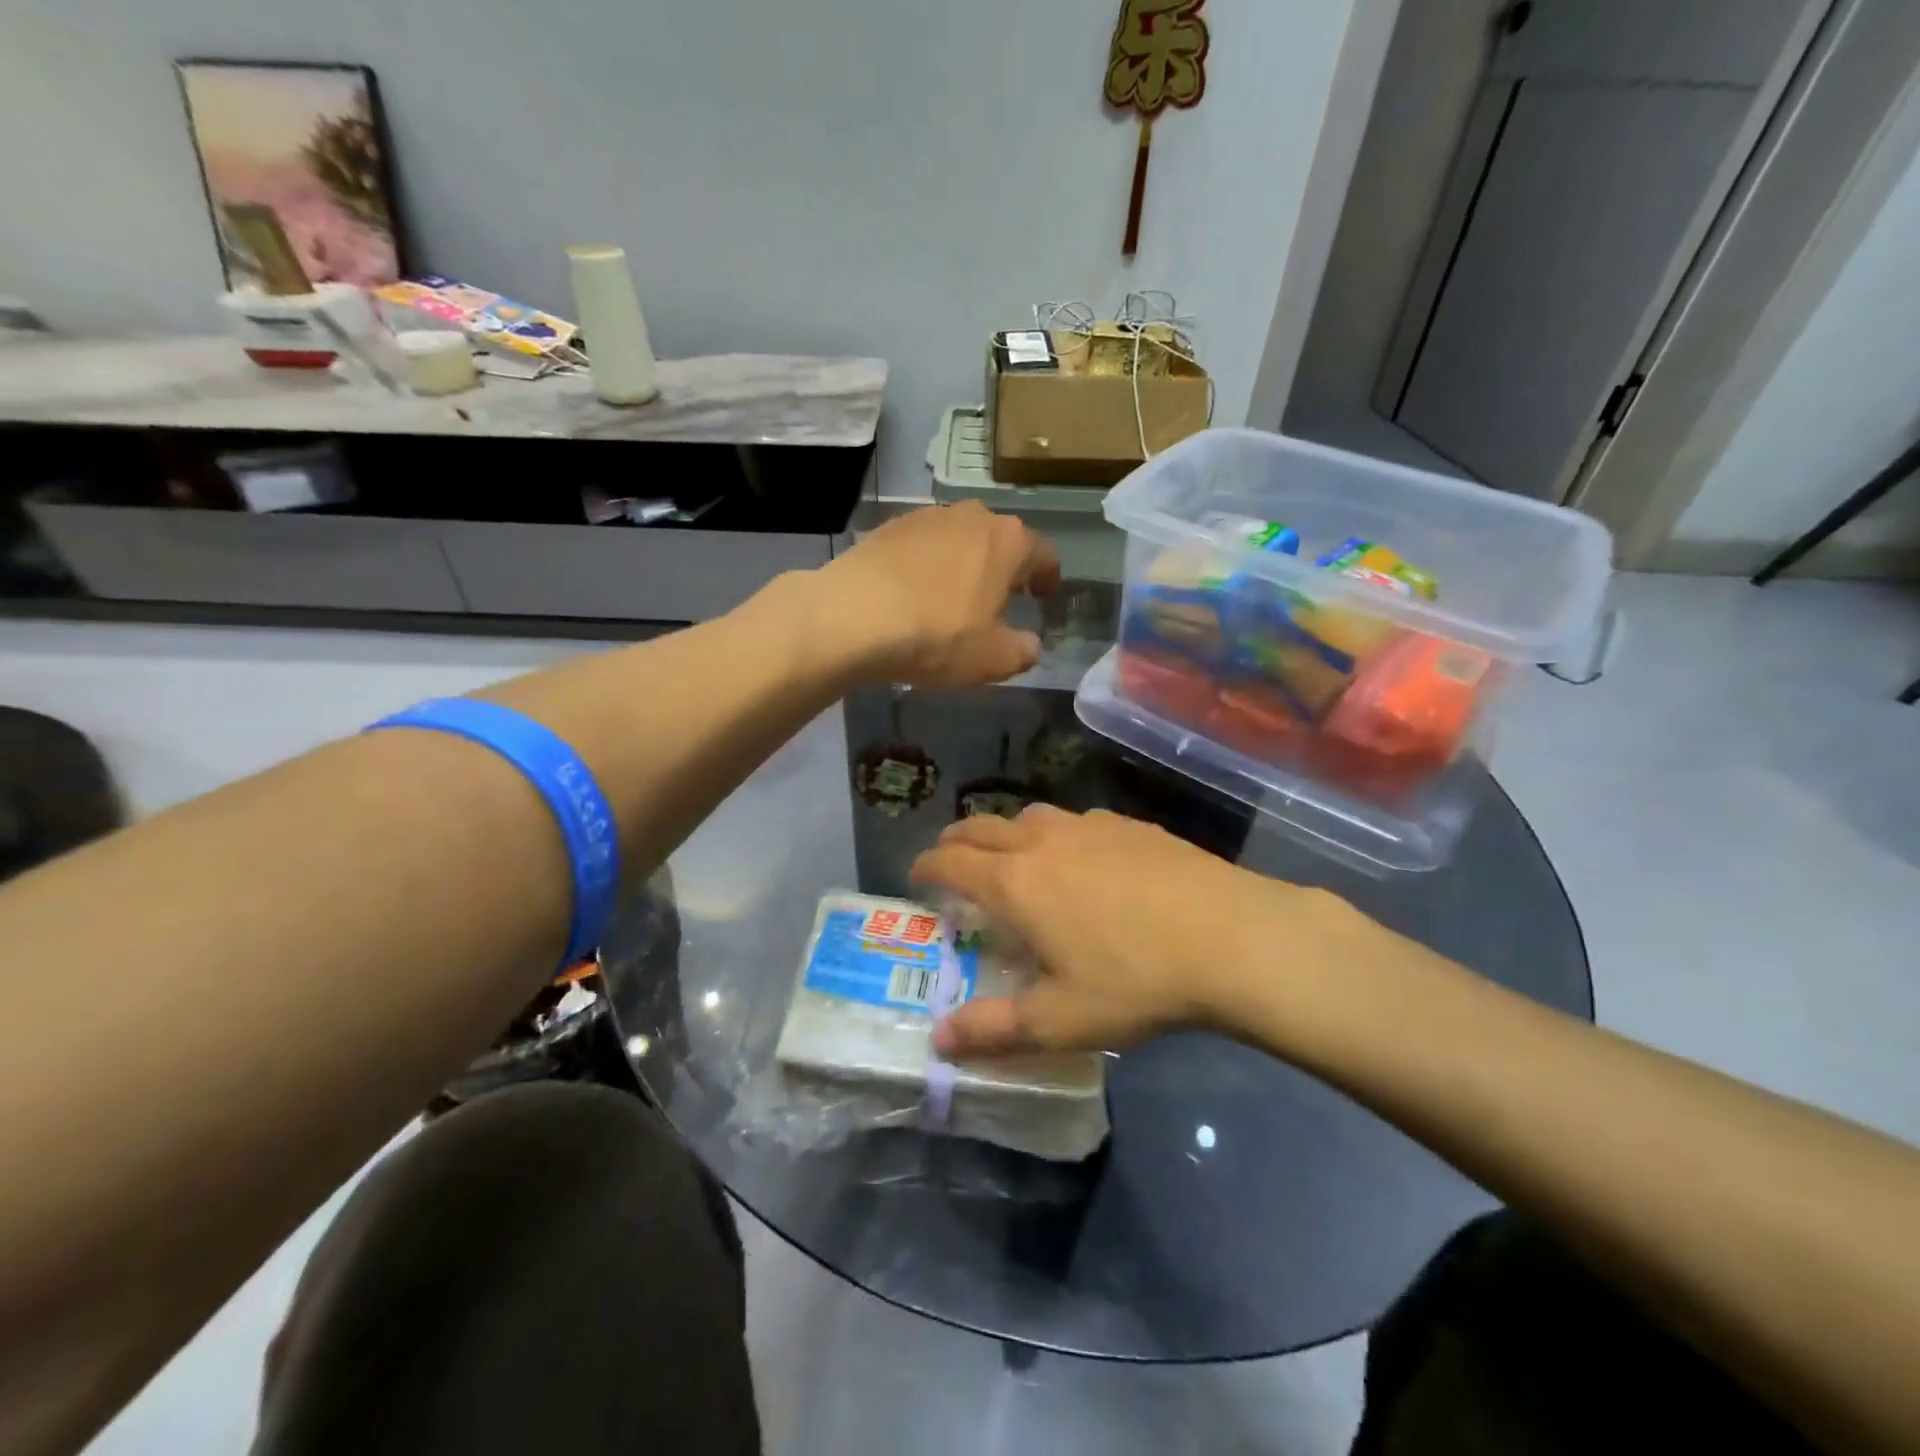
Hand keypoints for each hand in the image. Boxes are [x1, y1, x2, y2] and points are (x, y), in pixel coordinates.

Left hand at [815, 502, 1060, 687]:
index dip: (1048, 577)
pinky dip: (926, 565)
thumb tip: (1030, 645)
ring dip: (963, 563)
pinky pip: (921, 546)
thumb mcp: (992, 658)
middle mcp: (971, 516)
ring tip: (953, 597)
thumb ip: (1022, 651)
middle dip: (1004, 567)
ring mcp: (926, 517)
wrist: (853, 615)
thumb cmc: (937, 635)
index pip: (1043, 553)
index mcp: (1008, 541)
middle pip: (1000, 539)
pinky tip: (913, 594)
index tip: (1042, 597)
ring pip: (959, 538)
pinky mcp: (888, 527)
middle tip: (999, 599)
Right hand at [910, 804, 1339, 1056]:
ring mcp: (1088, 826)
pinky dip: (1055, 834)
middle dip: (956, 841)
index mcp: (1015, 883)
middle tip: (951, 861)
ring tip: (1012, 859)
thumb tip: (938, 1040)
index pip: (950, 861)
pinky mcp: (1128, 825)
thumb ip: (993, 1029)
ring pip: (1028, 817)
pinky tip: (1081, 861)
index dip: (926, 866)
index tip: (917, 877)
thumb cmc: (1136, 981)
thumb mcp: (1060, 1020)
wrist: (1231, 936)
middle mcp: (1042, 842)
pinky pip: (1074, 821)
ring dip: (1006, 833)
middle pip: (982, 827)